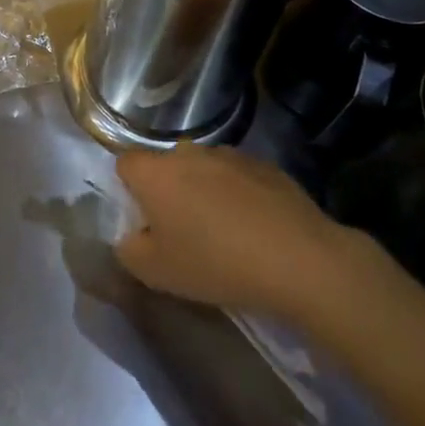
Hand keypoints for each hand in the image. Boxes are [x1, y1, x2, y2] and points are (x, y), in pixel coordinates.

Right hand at [114, 144, 354, 315]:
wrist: (299, 260)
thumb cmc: (215, 263)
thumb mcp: (156, 273)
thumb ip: (129, 250)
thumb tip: (131, 237)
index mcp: (155, 173)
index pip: (125, 164)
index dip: (130, 190)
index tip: (144, 221)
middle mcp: (188, 153)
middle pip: (166, 166)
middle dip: (169, 191)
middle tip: (182, 231)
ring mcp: (229, 155)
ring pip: (203, 169)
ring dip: (204, 191)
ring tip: (224, 232)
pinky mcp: (265, 165)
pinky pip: (238, 177)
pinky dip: (238, 195)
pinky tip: (255, 229)